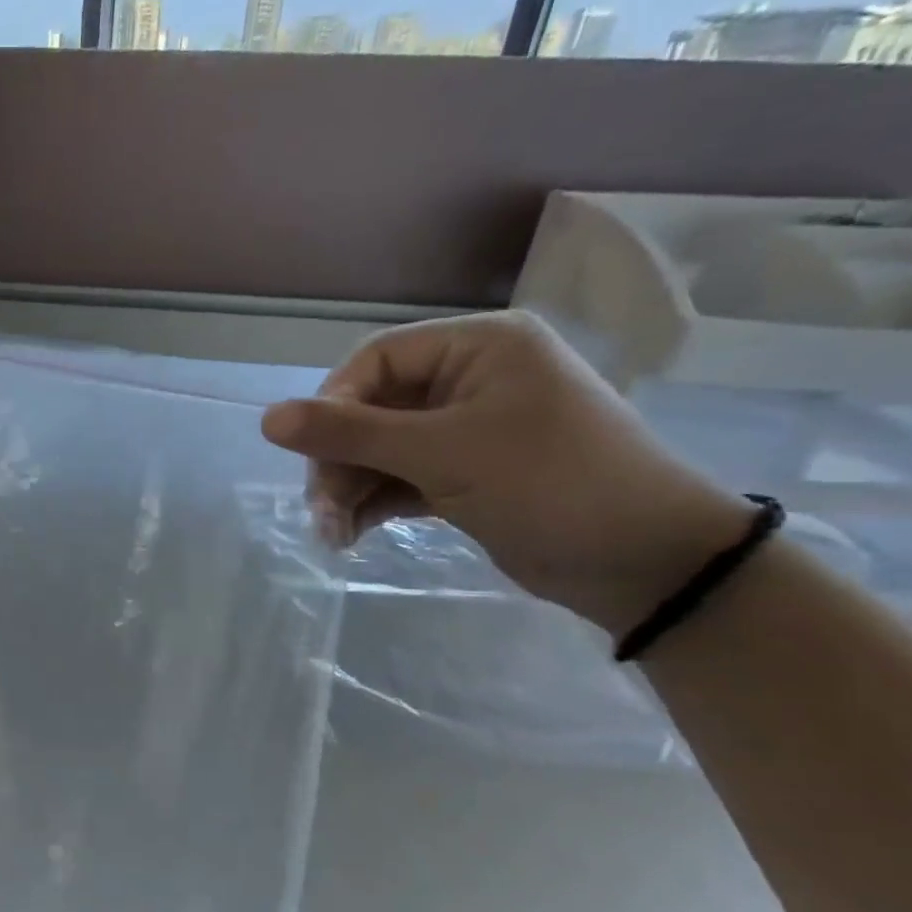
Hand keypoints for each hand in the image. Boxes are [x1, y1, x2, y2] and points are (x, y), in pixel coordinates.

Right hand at [260, 310, 755, 636]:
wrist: (644, 564)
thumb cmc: (550, 484)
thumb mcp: (443, 454)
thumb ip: (351, 434)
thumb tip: (267, 418)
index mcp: (478, 348)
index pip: (376, 360)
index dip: (333, 404)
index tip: (311, 453)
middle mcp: (469, 380)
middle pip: (372, 409)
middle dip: (339, 460)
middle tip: (320, 508)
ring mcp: (466, 431)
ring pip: (380, 449)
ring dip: (349, 489)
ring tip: (332, 534)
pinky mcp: (464, 475)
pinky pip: (399, 478)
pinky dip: (372, 504)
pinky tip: (350, 535)